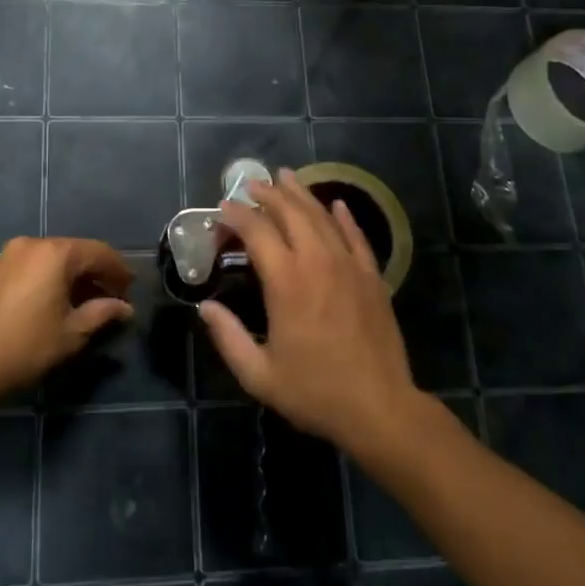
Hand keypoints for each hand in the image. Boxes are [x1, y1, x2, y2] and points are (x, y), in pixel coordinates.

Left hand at [0, 237, 133, 410]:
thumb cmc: (26, 347)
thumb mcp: (72, 333)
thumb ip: (103, 313)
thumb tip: (125, 308)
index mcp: (57, 253)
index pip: (100, 253)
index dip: (119, 271)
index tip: (131, 292)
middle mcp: (34, 244)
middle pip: (77, 252)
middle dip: (97, 273)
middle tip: (113, 298)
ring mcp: (11, 254)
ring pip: (55, 258)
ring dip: (75, 276)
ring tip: (88, 302)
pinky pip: (36, 265)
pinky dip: (52, 277)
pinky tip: (59, 300)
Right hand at [199, 170, 420, 458]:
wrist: (380, 408)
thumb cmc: (315, 391)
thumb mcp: (259, 374)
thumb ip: (228, 337)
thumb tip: (205, 307)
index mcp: (287, 282)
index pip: (257, 231)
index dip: (237, 215)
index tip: (223, 208)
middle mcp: (317, 262)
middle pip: (291, 213)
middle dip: (268, 194)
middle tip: (251, 184)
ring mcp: (349, 266)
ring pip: (323, 217)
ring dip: (301, 195)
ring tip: (285, 177)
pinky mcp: (372, 277)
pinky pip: (356, 236)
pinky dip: (343, 216)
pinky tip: (336, 204)